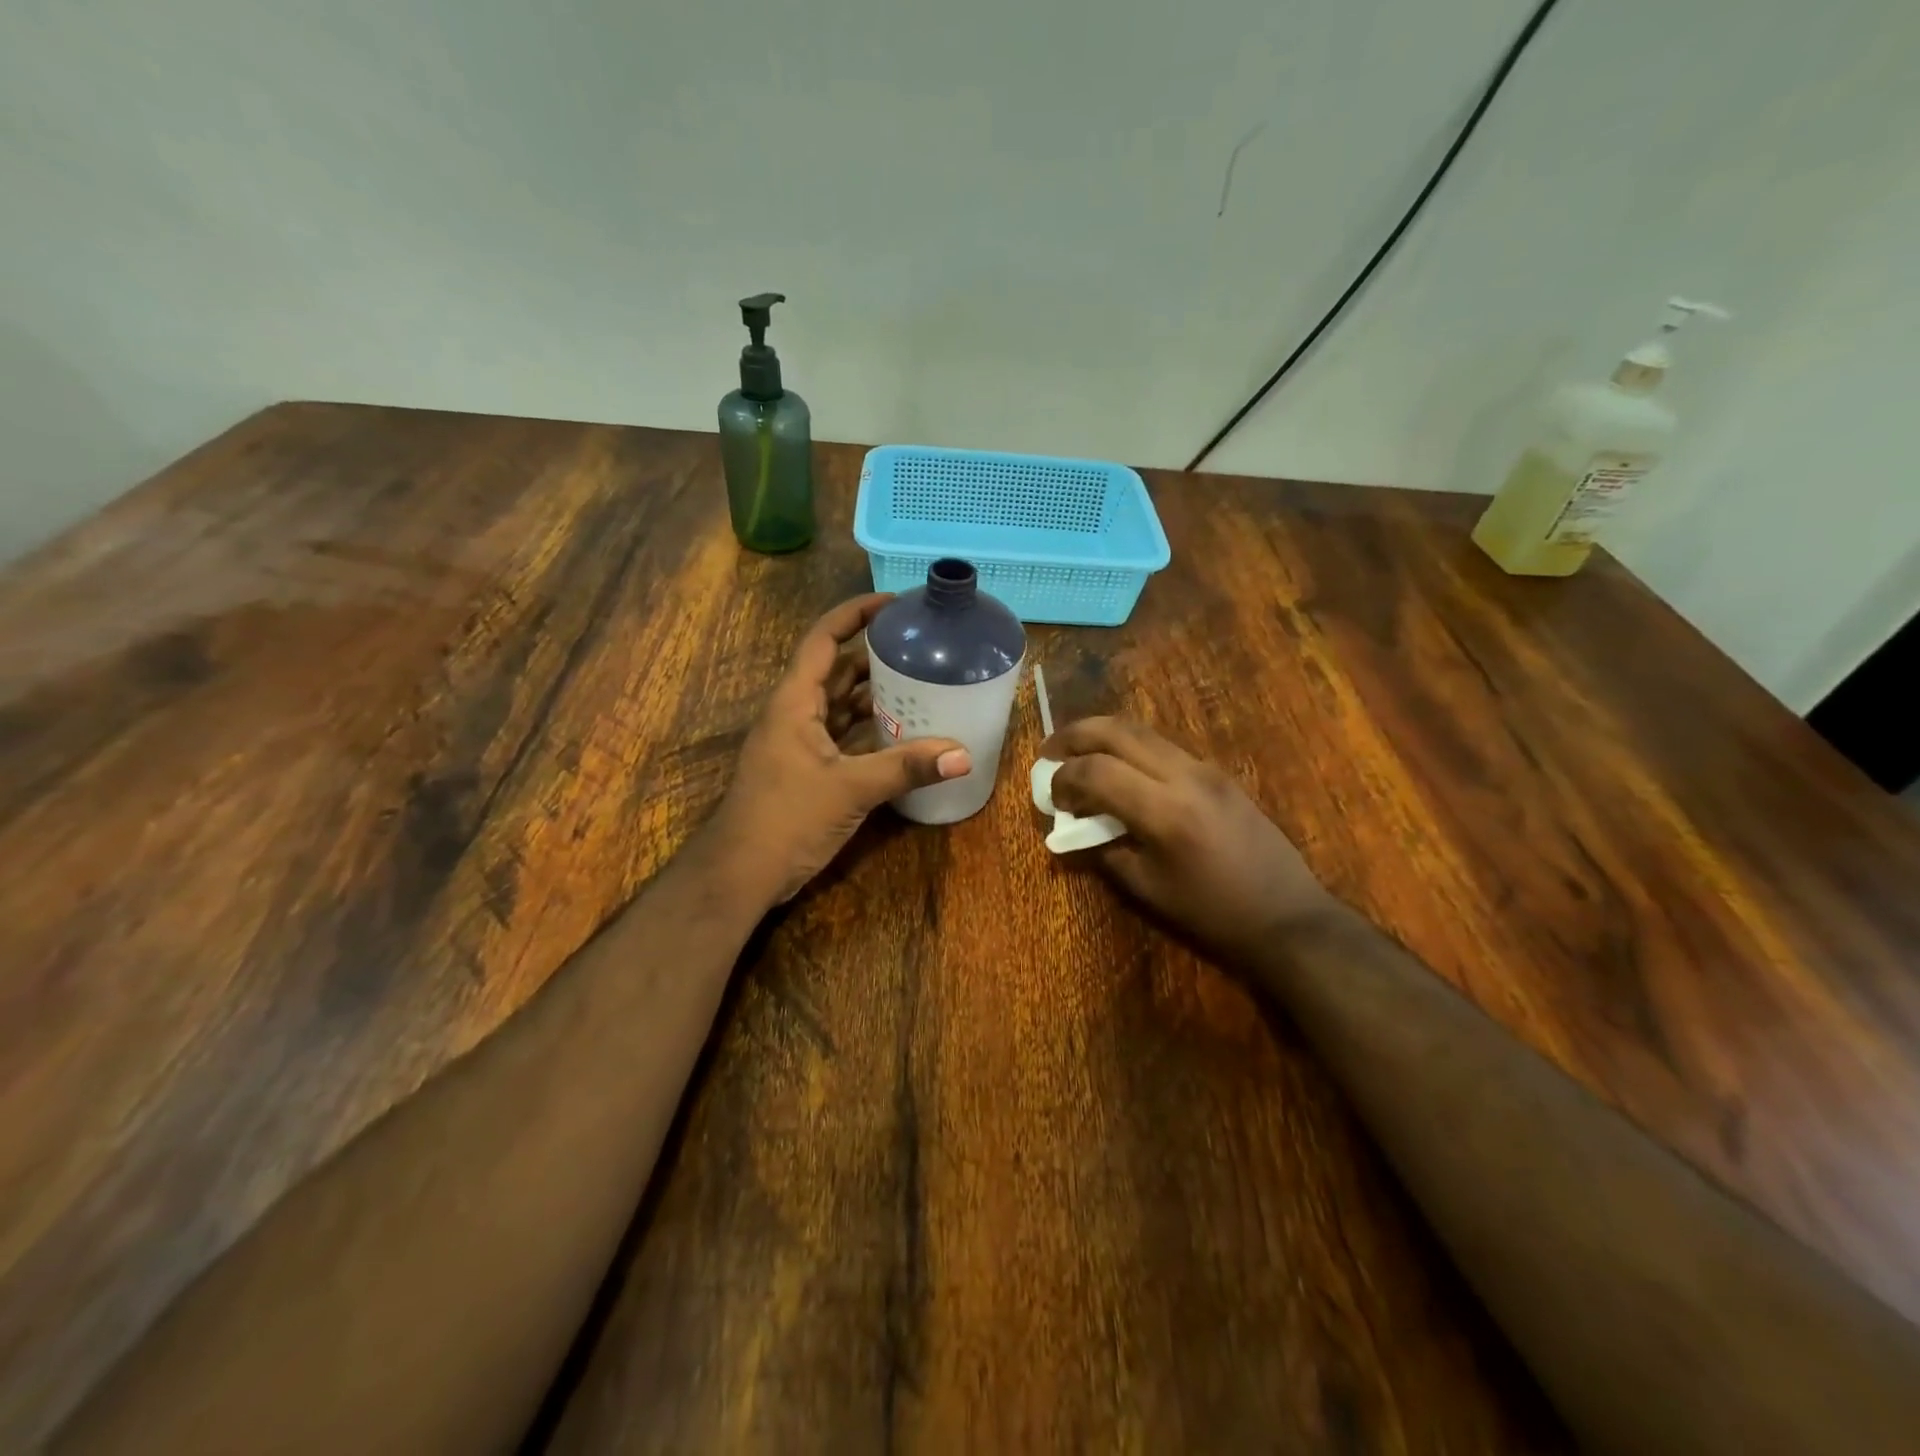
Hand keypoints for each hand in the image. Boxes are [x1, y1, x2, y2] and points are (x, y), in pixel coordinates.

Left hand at [705, 593, 970, 906]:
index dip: (854, 614)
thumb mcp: (849, 789)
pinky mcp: (806, 769)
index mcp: (794, 702)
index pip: (824, 640)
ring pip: (839, 704)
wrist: (741, 873)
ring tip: (919, 683)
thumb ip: (906, 768)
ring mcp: (799, 743)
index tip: (893, 603)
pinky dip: (868, 729)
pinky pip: (841, 735)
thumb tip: (963, 755)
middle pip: (836, 669)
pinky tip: (901, 733)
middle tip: (919, 646)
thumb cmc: (785, 818)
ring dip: (873, 694)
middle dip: (873, 654)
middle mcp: (795, 714)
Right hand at [1041, 717, 1335, 960]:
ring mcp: (1205, 768)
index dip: (1063, 778)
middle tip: (1049, 751)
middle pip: (1117, 731)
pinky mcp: (1217, 773)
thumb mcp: (1147, 889)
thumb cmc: (1212, 913)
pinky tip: (1120, 771)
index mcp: (1164, 810)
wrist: (1287, 916)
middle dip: (1075, 735)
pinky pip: (1163, 746)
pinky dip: (1130, 748)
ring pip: (1141, 731)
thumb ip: (1104, 850)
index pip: (1096, 771)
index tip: (1050, 797)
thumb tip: (1076, 825)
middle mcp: (1184, 775)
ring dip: (1102, 736)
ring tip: (1077, 754)